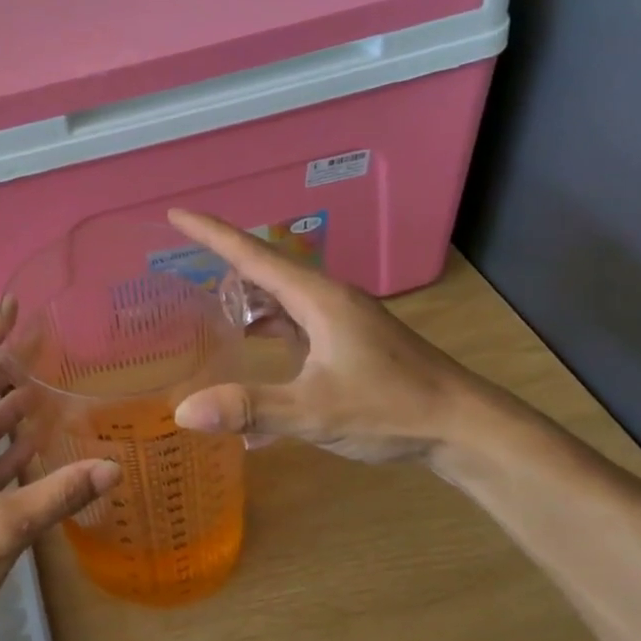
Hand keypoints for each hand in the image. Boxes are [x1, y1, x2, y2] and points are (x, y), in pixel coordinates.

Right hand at [167, 209, 476, 463]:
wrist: (465, 426)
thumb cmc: (392, 409)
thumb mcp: (315, 410)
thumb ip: (250, 409)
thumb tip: (184, 411)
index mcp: (318, 298)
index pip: (252, 254)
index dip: (211, 233)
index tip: (176, 214)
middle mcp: (328, 298)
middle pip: (265, 270)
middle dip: (223, 266)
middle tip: (181, 272)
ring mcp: (342, 318)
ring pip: (282, 296)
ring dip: (247, 300)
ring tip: (211, 312)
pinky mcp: (350, 339)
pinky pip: (296, 318)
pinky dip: (269, 324)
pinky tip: (255, 347)